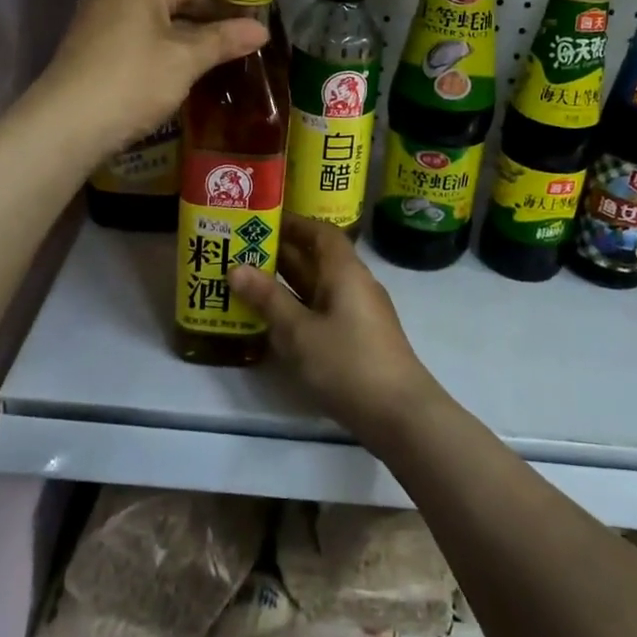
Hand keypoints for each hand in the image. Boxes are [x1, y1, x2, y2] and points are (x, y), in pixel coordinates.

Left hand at [37, 0, 270, 159]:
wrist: (61, 129)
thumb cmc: (126, 82)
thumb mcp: (182, 60)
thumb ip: (223, 40)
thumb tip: (260, 30)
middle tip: (250, 12)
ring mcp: (107, 17)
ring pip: (163, 6)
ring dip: (198, 20)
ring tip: (232, 44)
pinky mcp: (102, 46)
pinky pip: (148, 28)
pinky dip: (177, 37)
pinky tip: (197, 62)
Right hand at [229, 216, 438, 442]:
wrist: (400, 414)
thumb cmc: (347, 363)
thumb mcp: (299, 332)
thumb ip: (268, 299)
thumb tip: (236, 268)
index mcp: (345, 271)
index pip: (320, 232)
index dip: (293, 224)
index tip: (261, 222)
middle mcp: (355, 284)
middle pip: (318, 259)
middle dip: (282, 254)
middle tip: (241, 252)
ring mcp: (360, 313)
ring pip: (319, 287)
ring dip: (288, 284)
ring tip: (248, 284)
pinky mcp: (360, 339)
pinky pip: (324, 311)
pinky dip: (299, 309)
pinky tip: (275, 323)